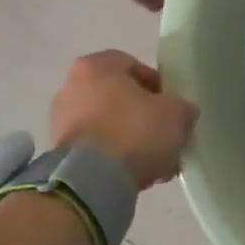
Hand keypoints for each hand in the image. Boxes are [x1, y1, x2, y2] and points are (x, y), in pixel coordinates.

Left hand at [49, 51, 198, 188]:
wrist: (93, 179)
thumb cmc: (134, 131)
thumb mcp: (176, 113)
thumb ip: (183, 107)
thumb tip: (183, 112)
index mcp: (95, 66)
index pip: (134, 65)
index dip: (159, 85)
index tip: (173, 106)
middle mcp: (72, 87)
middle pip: (120, 97)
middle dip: (145, 116)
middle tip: (166, 134)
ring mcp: (62, 121)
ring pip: (110, 125)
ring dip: (133, 139)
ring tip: (157, 161)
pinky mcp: (61, 152)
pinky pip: (98, 148)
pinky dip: (117, 157)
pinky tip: (138, 173)